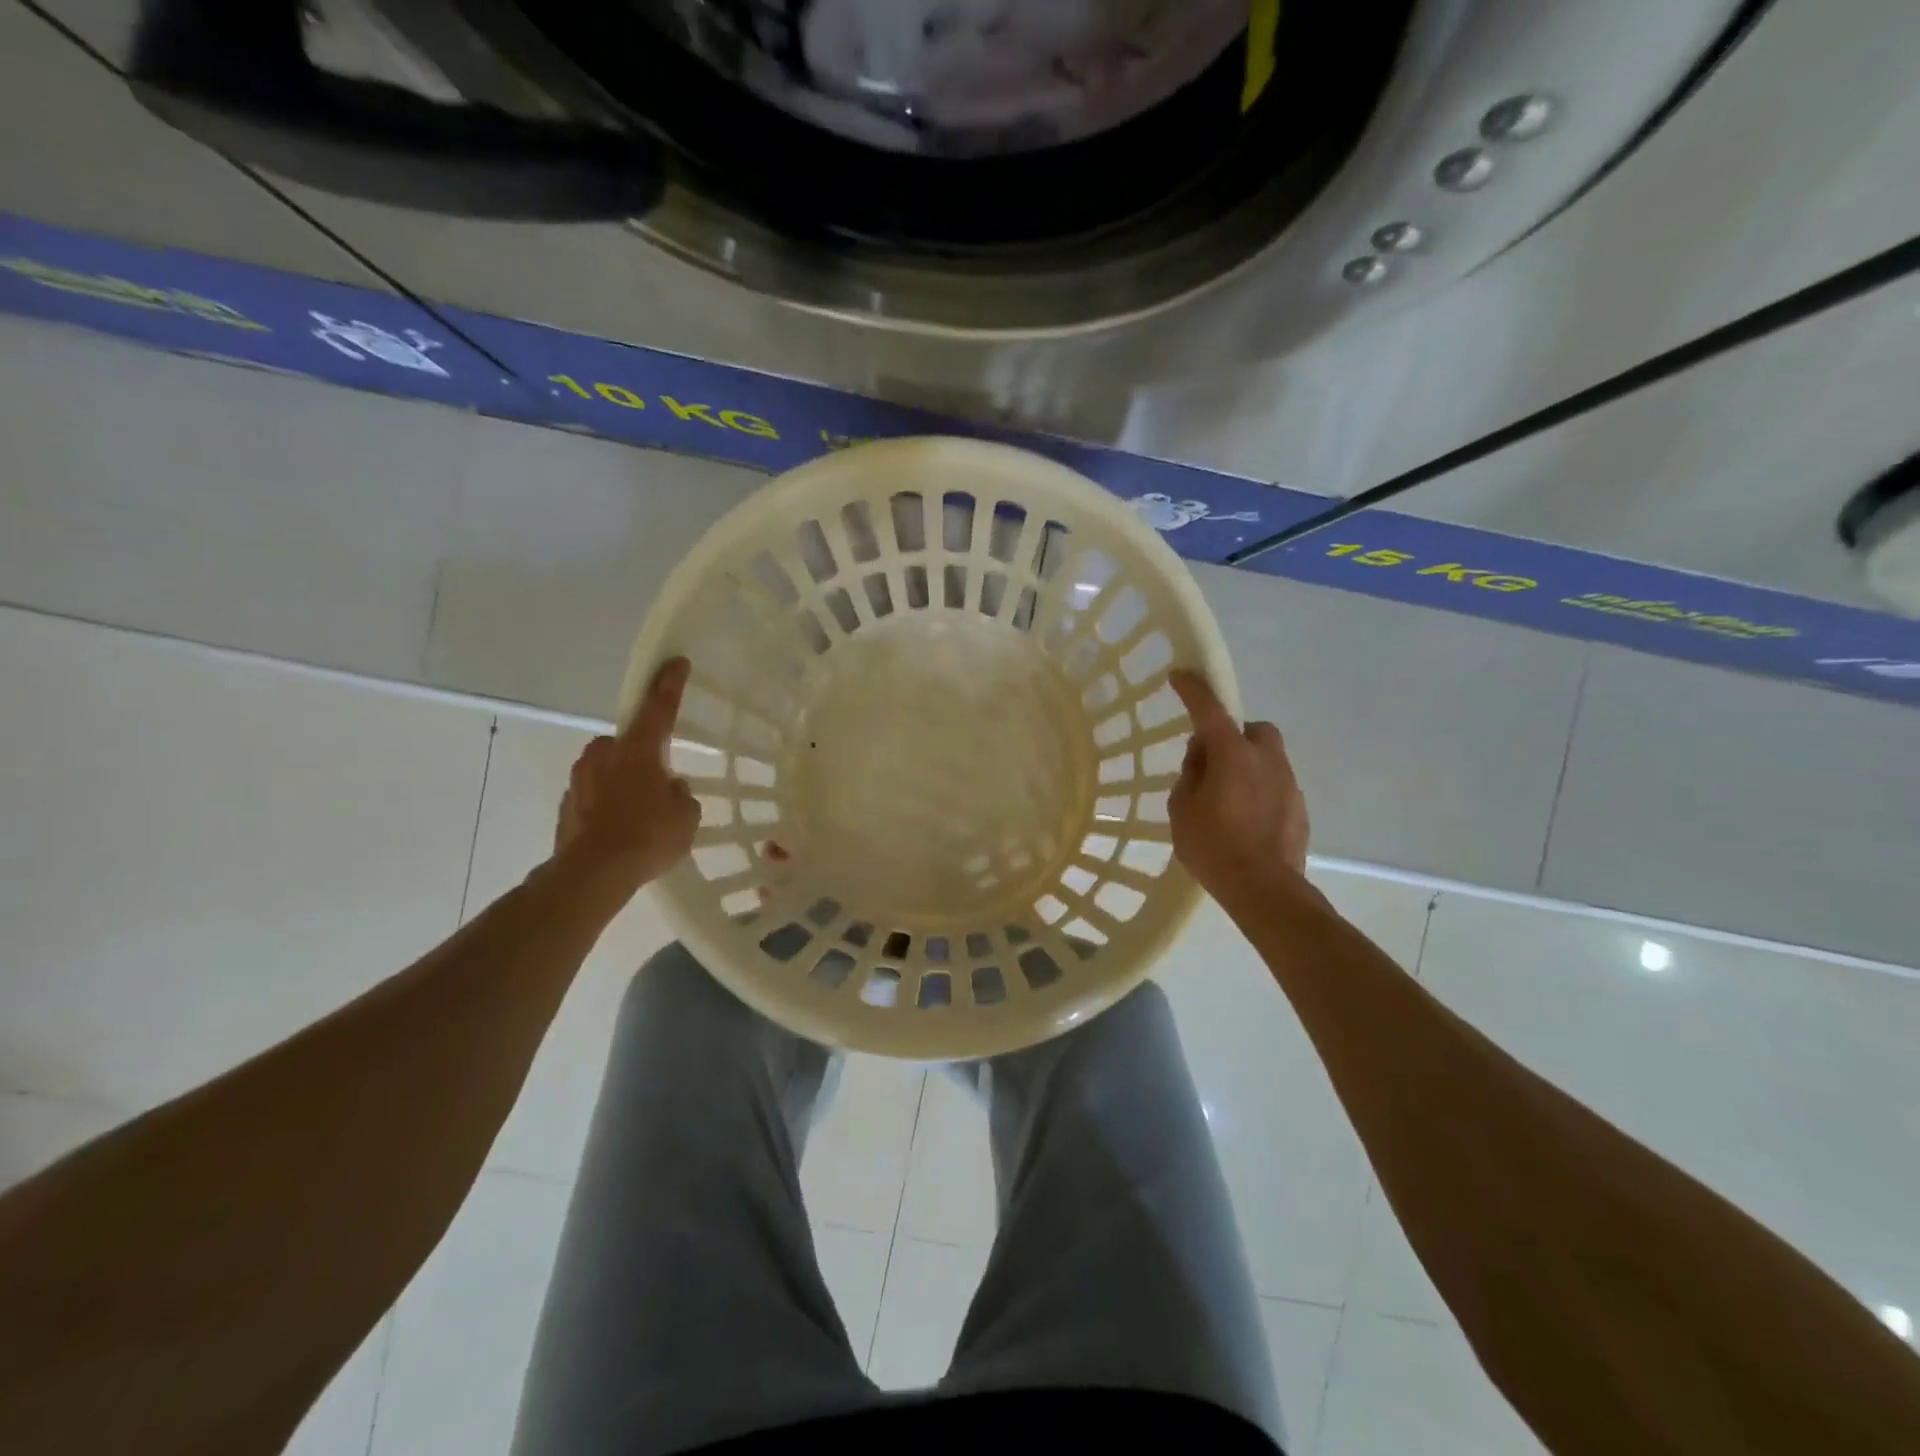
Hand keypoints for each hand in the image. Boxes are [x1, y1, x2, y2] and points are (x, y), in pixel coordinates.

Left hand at [553, 658, 699, 892]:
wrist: (592, 874)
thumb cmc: (648, 836)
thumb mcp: (686, 815)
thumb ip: (680, 794)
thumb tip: (669, 789)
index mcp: (639, 749)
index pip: (659, 707)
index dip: (670, 684)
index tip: (675, 662)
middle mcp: (605, 754)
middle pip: (628, 741)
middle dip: (643, 753)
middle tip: (660, 778)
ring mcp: (580, 779)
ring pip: (609, 768)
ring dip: (624, 780)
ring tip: (641, 811)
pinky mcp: (567, 805)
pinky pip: (595, 794)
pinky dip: (608, 804)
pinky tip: (621, 829)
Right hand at [1167, 669, 1309, 903]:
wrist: (1264, 889)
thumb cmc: (1213, 846)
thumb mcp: (1181, 809)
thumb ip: (1191, 775)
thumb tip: (1203, 759)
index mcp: (1232, 753)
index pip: (1209, 709)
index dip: (1194, 690)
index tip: (1182, 675)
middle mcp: (1265, 758)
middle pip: (1250, 730)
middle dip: (1232, 737)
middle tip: (1211, 764)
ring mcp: (1287, 781)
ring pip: (1266, 757)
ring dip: (1246, 765)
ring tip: (1227, 799)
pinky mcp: (1299, 806)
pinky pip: (1275, 784)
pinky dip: (1259, 790)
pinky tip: (1246, 819)